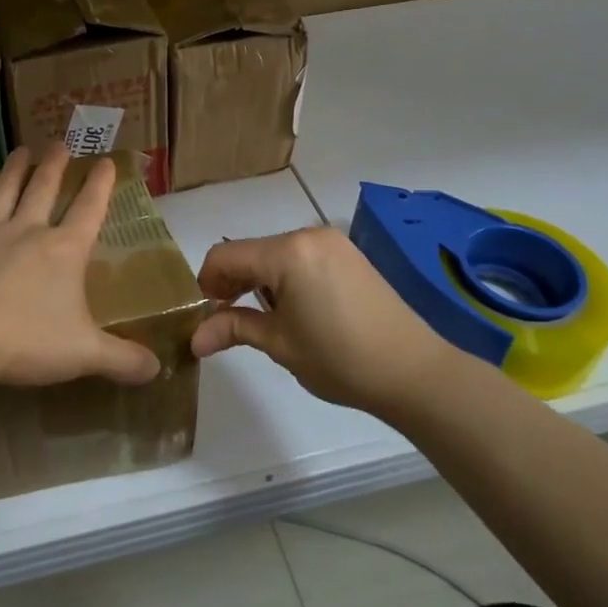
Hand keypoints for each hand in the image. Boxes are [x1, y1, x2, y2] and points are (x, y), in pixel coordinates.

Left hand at [0, 143, 161, 391]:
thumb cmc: (26, 341)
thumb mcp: (84, 354)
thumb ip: (122, 360)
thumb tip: (158, 370)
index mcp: (62, 252)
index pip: (89, 210)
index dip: (100, 186)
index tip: (106, 161)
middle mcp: (25, 234)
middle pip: (43, 191)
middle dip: (54, 167)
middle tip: (59, 143)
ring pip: (0, 196)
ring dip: (11, 173)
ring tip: (20, 151)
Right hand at [190, 227, 467, 415]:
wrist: (413, 371)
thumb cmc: (339, 359)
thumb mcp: (279, 344)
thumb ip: (234, 328)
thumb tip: (194, 339)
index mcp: (287, 252)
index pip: (225, 255)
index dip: (206, 283)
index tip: (205, 314)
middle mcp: (307, 235)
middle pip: (251, 251)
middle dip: (232, 282)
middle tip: (226, 320)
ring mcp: (332, 242)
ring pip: (275, 253)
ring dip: (259, 280)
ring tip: (261, 318)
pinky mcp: (349, 255)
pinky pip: (301, 257)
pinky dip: (285, 277)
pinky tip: (293, 308)